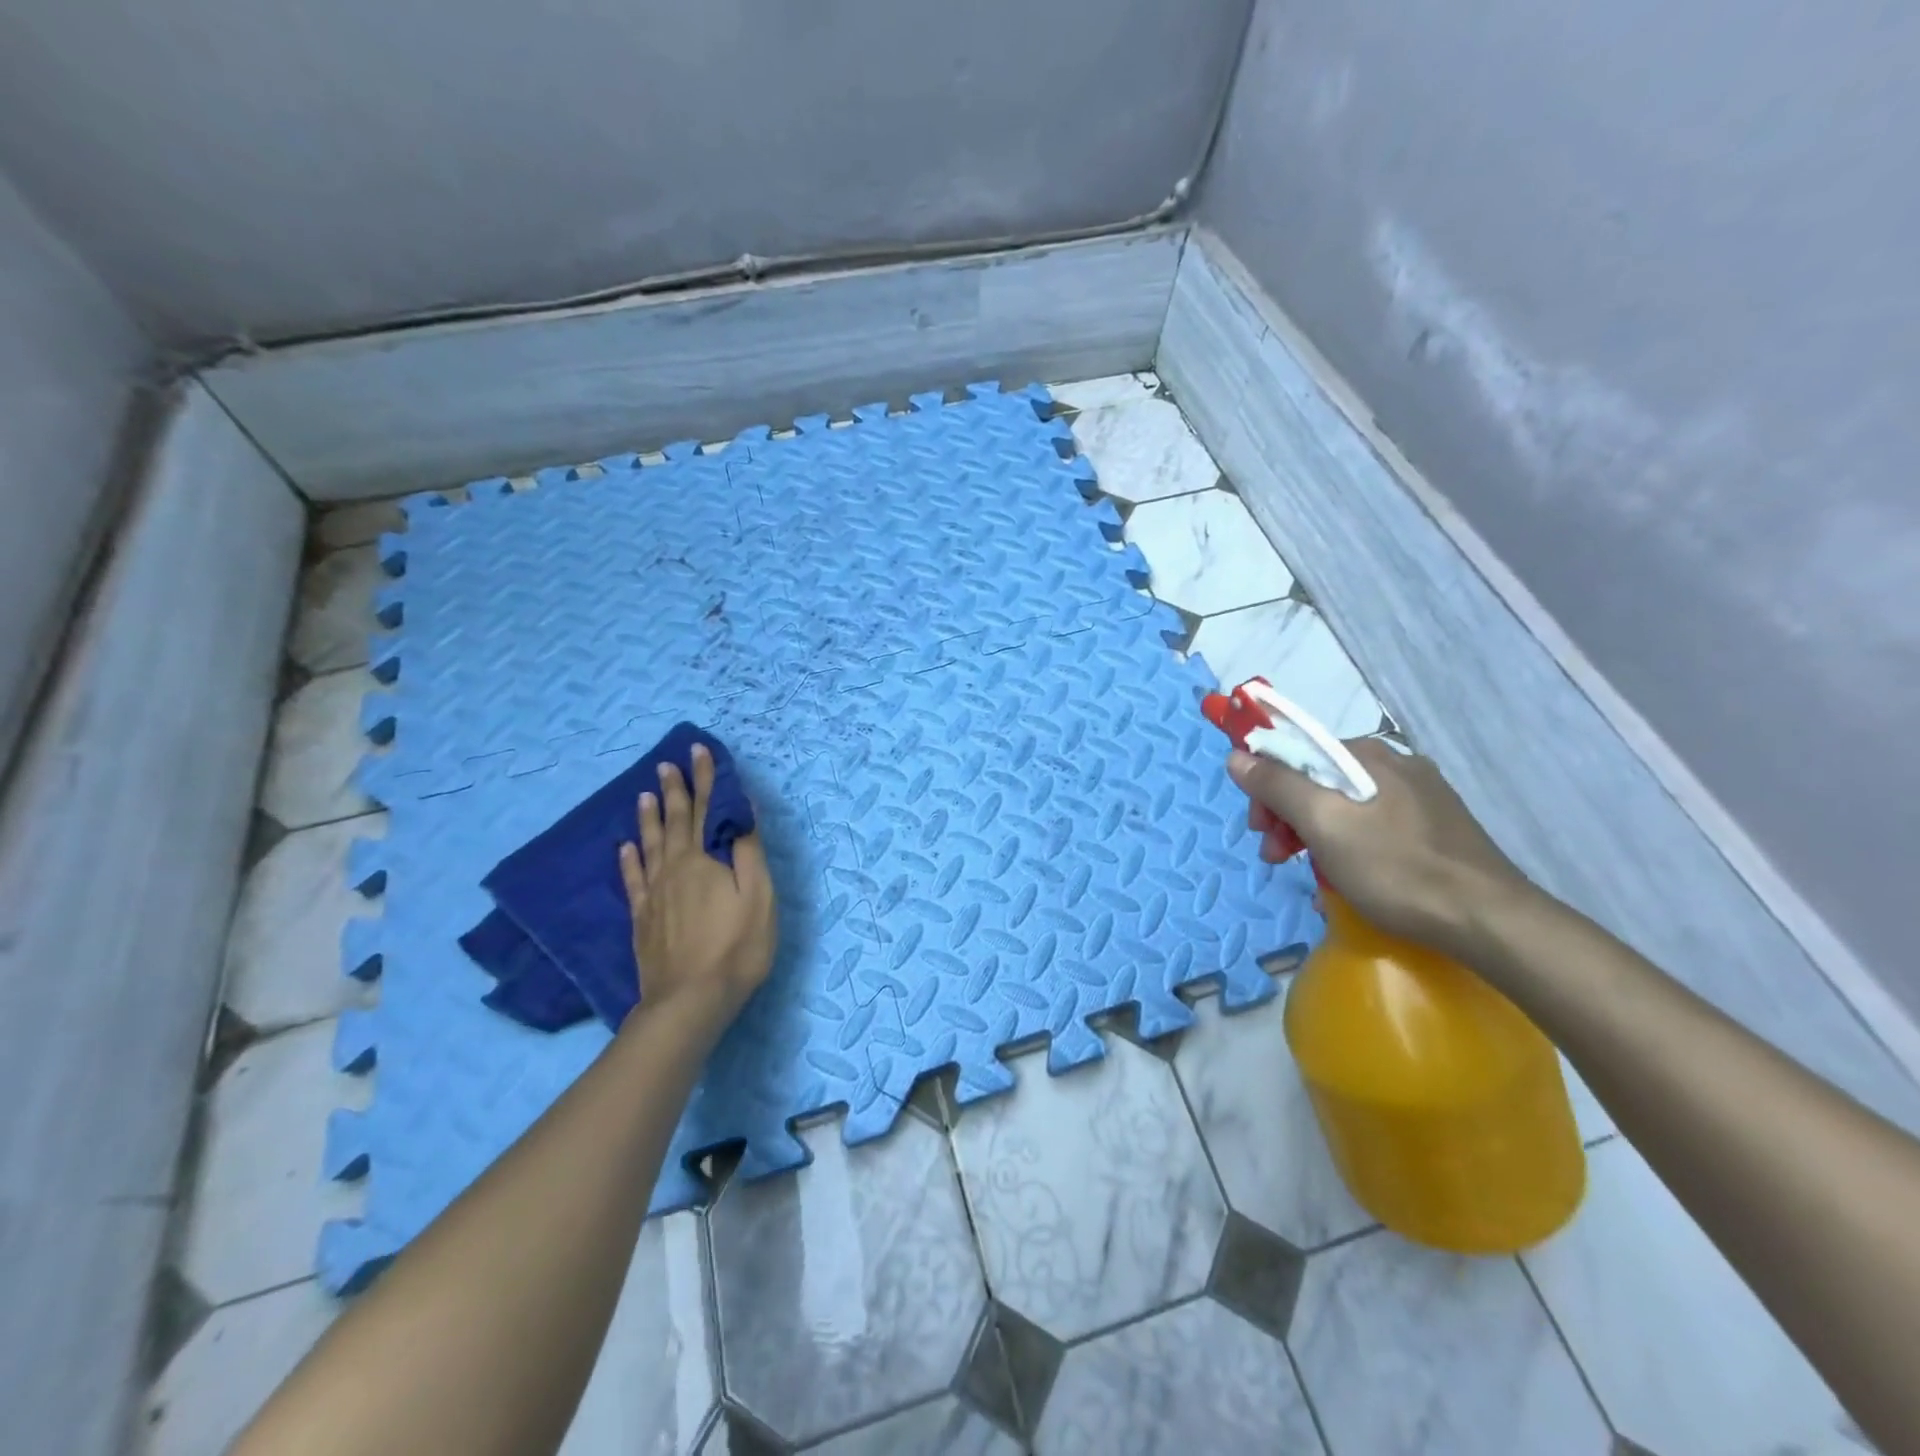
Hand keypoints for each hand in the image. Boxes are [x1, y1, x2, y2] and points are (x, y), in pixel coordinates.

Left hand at [618, 744, 776, 1032]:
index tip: (700, 751)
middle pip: (675, 821)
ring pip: (649, 844)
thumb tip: (742, 810)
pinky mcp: (642, 918)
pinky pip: (632, 878)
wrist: (689, 1001)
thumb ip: (749, 851)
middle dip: (675, 790)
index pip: (706, 809)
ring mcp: (654, 894)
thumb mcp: (759, 896)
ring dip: (649, 817)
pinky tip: (625, 847)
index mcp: (704, 860)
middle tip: (667, 763)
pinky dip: (629, 859)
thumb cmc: (736, 947)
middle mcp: (674, 868)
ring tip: (645, 794)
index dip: (705, 779)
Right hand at [1227, 739, 1530, 956]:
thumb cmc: (1396, 868)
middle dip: (1288, 814)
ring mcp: (1419, 796)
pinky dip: (1346, 844)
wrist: (1489, 921)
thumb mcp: (1323, 824)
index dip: (1265, 786)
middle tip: (1277, 856)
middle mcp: (1394, 764)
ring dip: (1313, 833)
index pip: (1295, 751)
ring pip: (1343, 804)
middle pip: (1318, 778)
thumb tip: (1237, 755)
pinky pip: (1371, 824)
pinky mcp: (1434, 826)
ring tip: (1309, 873)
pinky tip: (1347, 875)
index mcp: (1367, 755)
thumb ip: (1277, 785)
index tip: (1260, 827)